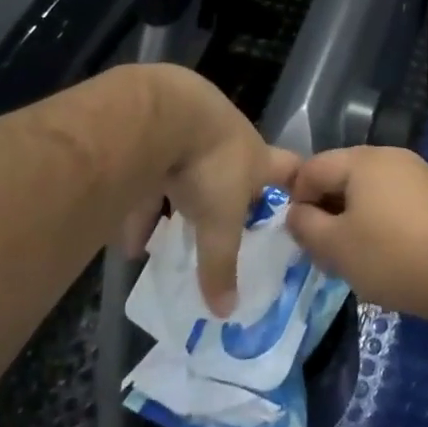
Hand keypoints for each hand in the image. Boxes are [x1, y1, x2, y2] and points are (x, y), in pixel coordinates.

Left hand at [94, 65, 297, 315]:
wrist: (164, 114)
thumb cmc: (210, 166)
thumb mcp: (218, 226)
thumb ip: (220, 267)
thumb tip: (227, 313)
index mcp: (257, 158)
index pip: (289, 169)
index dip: (296, 183)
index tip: (299, 199)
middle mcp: (231, 141)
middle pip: (237, 170)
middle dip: (229, 198)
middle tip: (222, 228)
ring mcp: (194, 131)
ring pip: (190, 173)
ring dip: (178, 206)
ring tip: (161, 244)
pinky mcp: (159, 130)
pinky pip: (154, 173)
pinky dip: (144, 205)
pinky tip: (129, 239)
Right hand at [287, 147, 427, 324]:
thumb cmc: (390, 257)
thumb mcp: (334, 247)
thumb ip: (305, 225)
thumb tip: (296, 213)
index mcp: (363, 160)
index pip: (314, 167)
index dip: (297, 198)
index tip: (298, 233)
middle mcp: (391, 155)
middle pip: (343, 174)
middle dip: (326, 207)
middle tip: (321, 246)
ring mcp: (417, 172)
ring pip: (369, 187)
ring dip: (352, 214)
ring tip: (351, 251)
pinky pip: (393, 198)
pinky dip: (379, 217)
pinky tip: (383, 249)